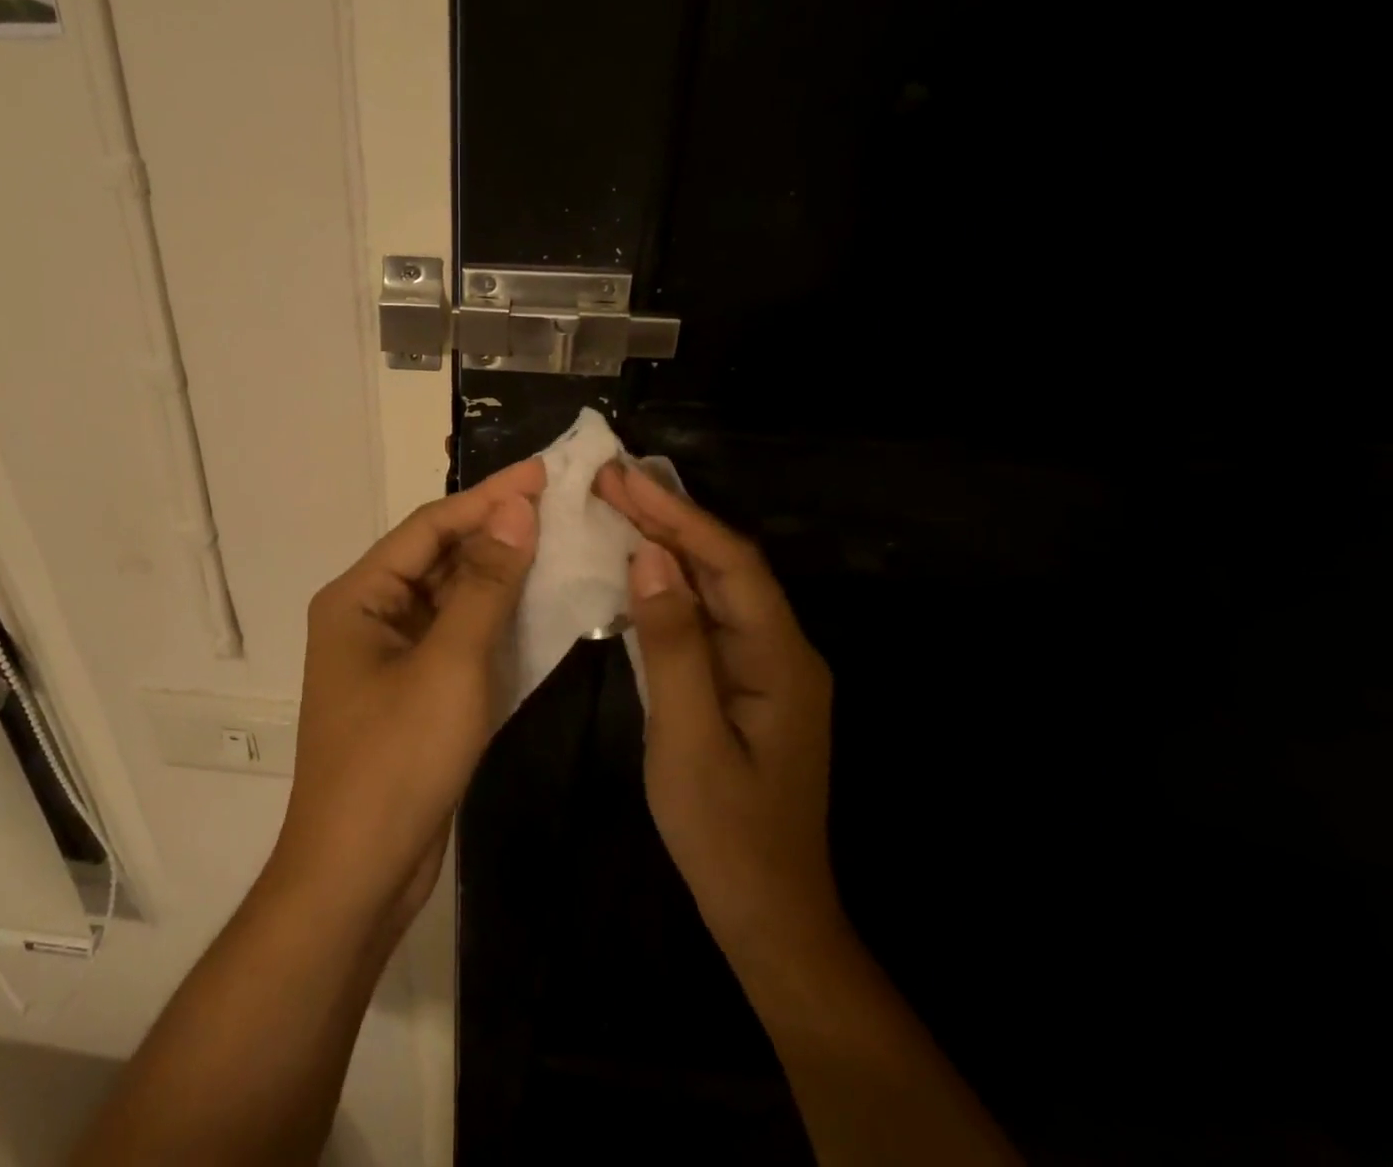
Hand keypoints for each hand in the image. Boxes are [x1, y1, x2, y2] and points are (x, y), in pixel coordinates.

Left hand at [272, 459, 543, 927]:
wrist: (359, 876)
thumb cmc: (397, 760)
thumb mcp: (450, 664)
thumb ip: (485, 583)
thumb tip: (516, 509)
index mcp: (359, 596)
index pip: (430, 526)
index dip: (488, 497)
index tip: (543, 473)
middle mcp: (370, 616)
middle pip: (439, 557)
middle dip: (498, 532)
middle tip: (561, 505)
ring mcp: (393, 656)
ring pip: (453, 598)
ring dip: (502, 574)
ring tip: (561, 543)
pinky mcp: (415, 691)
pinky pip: (460, 638)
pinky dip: (497, 620)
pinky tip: (541, 604)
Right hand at [594, 462, 838, 945]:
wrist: (769, 913)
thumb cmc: (726, 832)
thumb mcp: (689, 739)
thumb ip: (673, 644)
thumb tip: (651, 558)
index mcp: (781, 659)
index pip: (731, 563)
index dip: (677, 516)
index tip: (623, 479)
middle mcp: (782, 650)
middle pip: (725, 566)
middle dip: (669, 519)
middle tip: (610, 480)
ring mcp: (764, 667)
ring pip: (716, 588)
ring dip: (668, 545)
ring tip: (617, 506)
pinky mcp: (744, 682)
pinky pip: (706, 617)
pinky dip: (670, 586)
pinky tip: (637, 570)